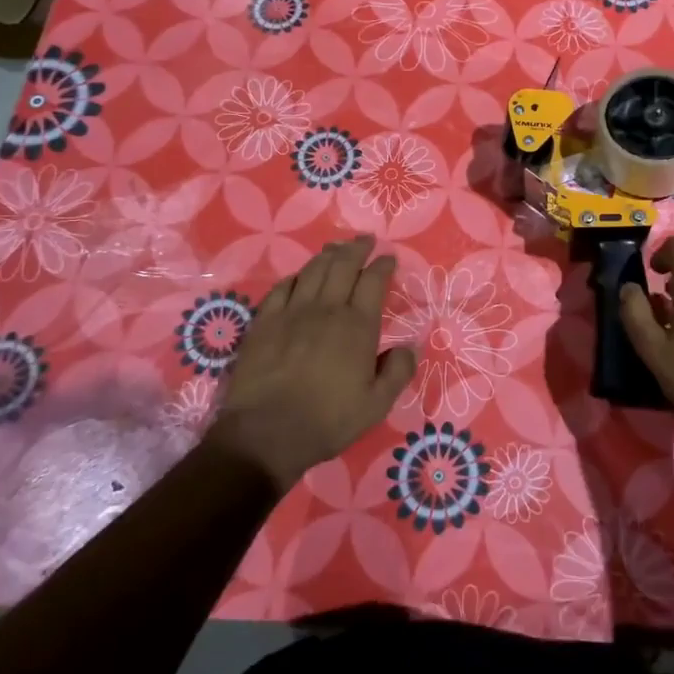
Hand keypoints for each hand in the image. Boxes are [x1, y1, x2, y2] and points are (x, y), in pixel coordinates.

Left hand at [206, 236, 415, 489]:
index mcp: (357, 326)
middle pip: (343, 266)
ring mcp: (291, 313)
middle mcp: (326, 309)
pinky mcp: (264, 323)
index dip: (382, 265)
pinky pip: (281, 288)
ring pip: (312, 271)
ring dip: (327, 256)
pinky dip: (295, 277)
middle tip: (365, 240)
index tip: (389, 257)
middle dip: (357, 248)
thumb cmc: (328, 420)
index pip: (373, 281)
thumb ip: (398, 372)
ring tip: (336, 249)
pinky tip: (298, 277)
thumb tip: (410, 347)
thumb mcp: (377, 405)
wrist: (266, 433)